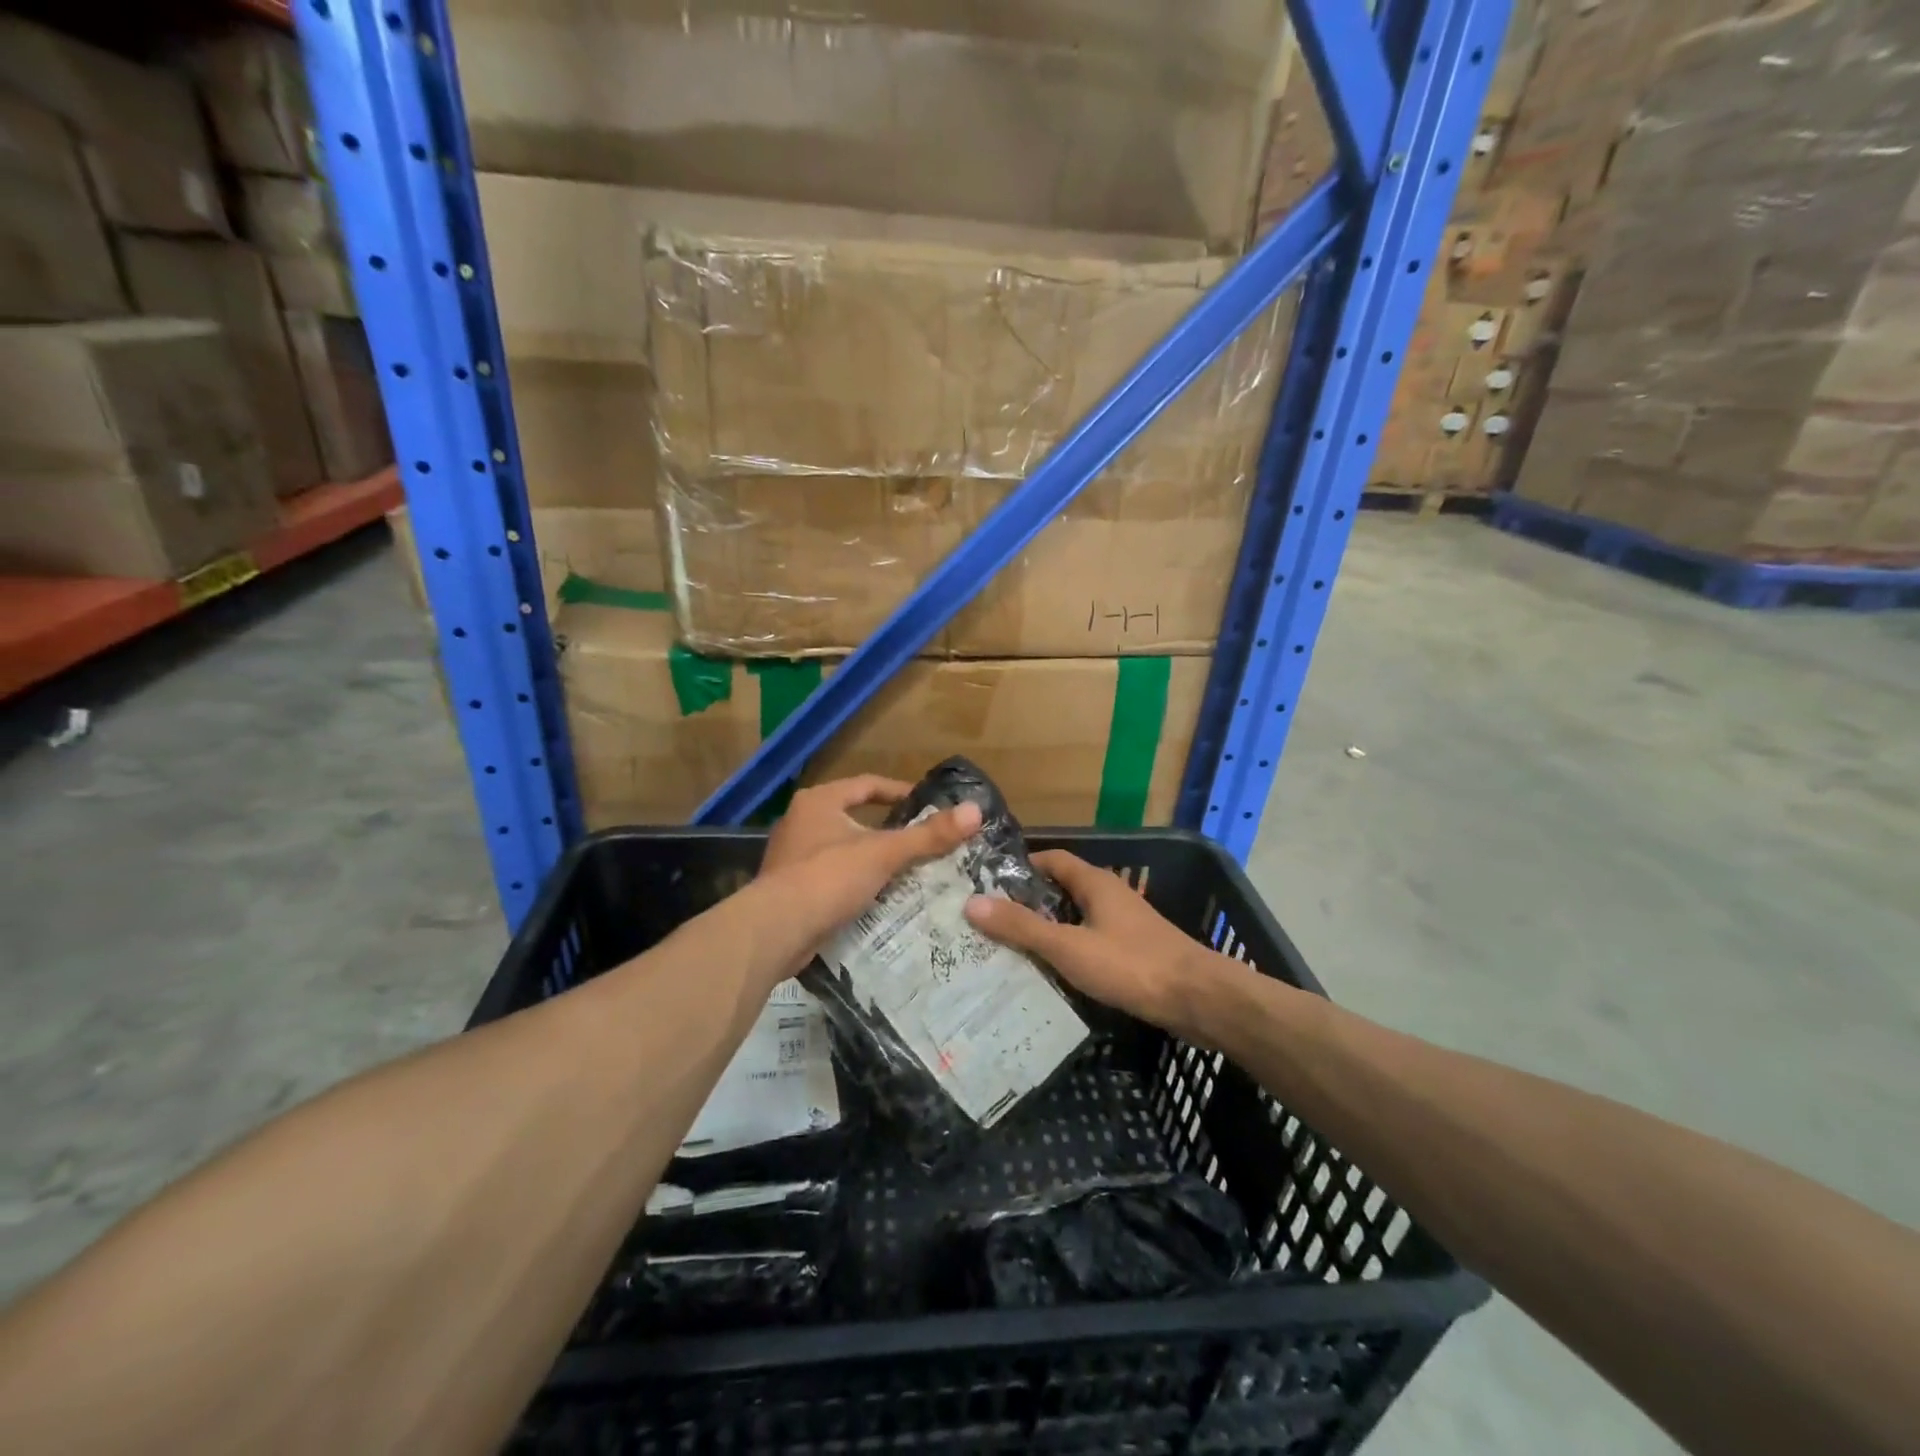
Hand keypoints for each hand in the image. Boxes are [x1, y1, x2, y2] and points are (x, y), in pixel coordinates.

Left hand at [745, 777, 981, 982]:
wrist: (775, 931)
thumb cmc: (828, 877)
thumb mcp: (883, 853)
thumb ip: (927, 835)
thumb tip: (975, 811)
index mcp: (819, 801)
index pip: (866, 785)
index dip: (898, 791)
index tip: (926, 803)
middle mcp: (801, 822)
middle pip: (854, 818)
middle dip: (887, 830)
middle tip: (921, 841)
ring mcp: (792, 857)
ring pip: (843, 850)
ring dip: (871, 860)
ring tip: (906, 872)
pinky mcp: (790, 889)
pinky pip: (832, 878)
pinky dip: (855, 884)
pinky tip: (878, 900)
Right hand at [963, 849, 1233, 1039]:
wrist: (1198, 999)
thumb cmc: (1131, 965)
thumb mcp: (1068, 946)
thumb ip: (1022, 927)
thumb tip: (972, 903)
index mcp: (1094, 882)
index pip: (1051, 859)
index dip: (1021, 867)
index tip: (987, 883)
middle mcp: (1110, 895)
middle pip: (1061, 890)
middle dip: (1028, 903)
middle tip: (990, 921)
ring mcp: (1125, 924)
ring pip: (1076, 918)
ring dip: (1047, 929)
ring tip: (1010, 949)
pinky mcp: (1133, 952)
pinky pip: (1090, 941)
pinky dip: (1068, 950)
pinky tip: (1050, 973)